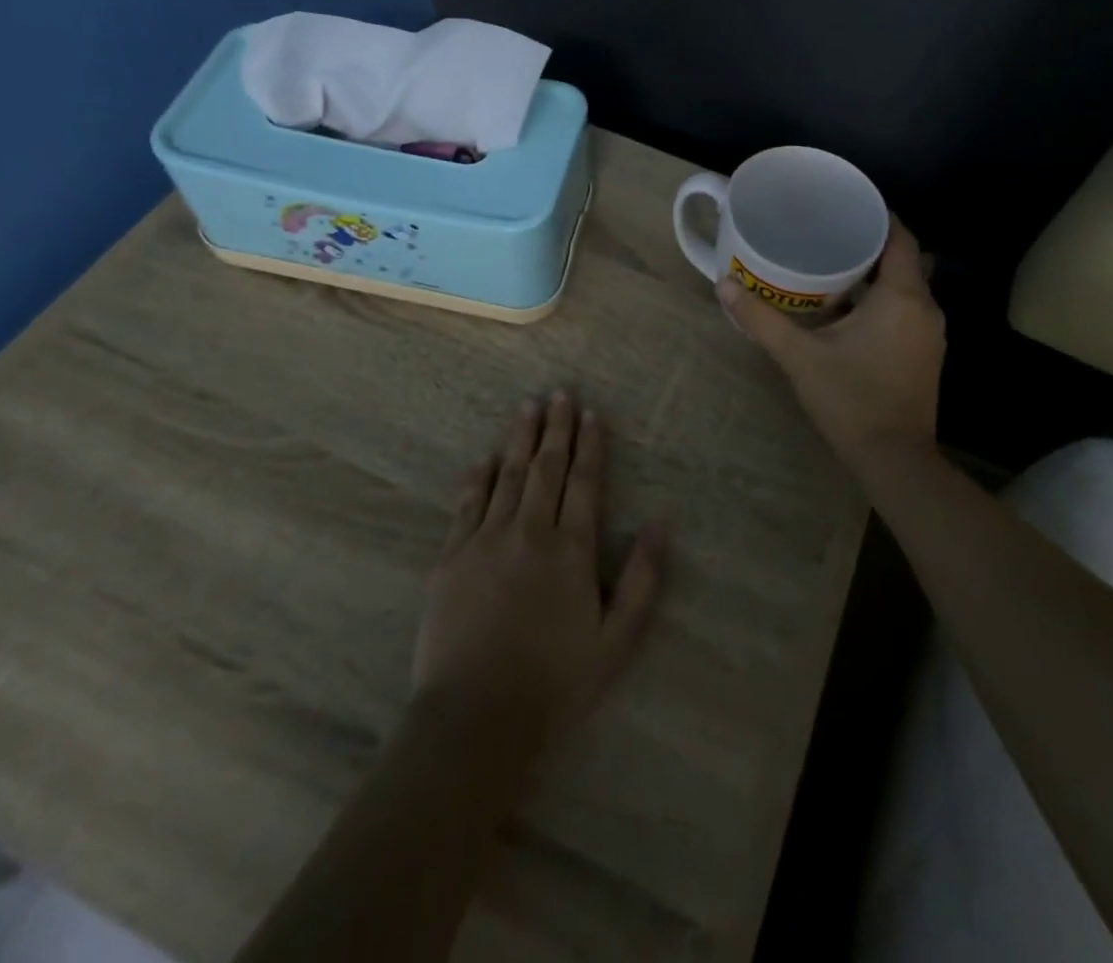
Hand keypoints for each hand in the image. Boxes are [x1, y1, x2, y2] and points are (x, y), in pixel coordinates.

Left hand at [411, 392, 664, 756]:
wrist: (475, 718)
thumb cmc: (555, 683)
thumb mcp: (617, 641)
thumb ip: (643, 580)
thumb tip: (661, 524)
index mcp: (572, 549)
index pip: (584, 482)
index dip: (589, 445)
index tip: (591, 413)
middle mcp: (530, 532)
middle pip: (546, 468)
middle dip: (556, 428)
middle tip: (559, 393)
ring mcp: (486, 540)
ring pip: (508, 476)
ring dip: (519, 439)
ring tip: (528, 407)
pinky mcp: (451, 557)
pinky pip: (468, 504)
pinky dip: (478, 476)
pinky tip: (485, 457)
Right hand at [718, 218, 944, 465]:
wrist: (894, 460)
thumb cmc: (851, 399)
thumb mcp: (799, 356)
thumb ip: (761, 319)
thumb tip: (724, 284)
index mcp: (902, 297)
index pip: (900, 236)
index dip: (878, 215)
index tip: (845, 206)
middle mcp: (925, 308)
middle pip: (903, 259)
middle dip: (870, 244)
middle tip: (828, 233)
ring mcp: (930, 334)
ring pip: (906, 287)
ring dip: (876, 274)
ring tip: (833, 265)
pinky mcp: (925, 354)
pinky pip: (907, 310)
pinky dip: (883, 299)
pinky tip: (849, 309)